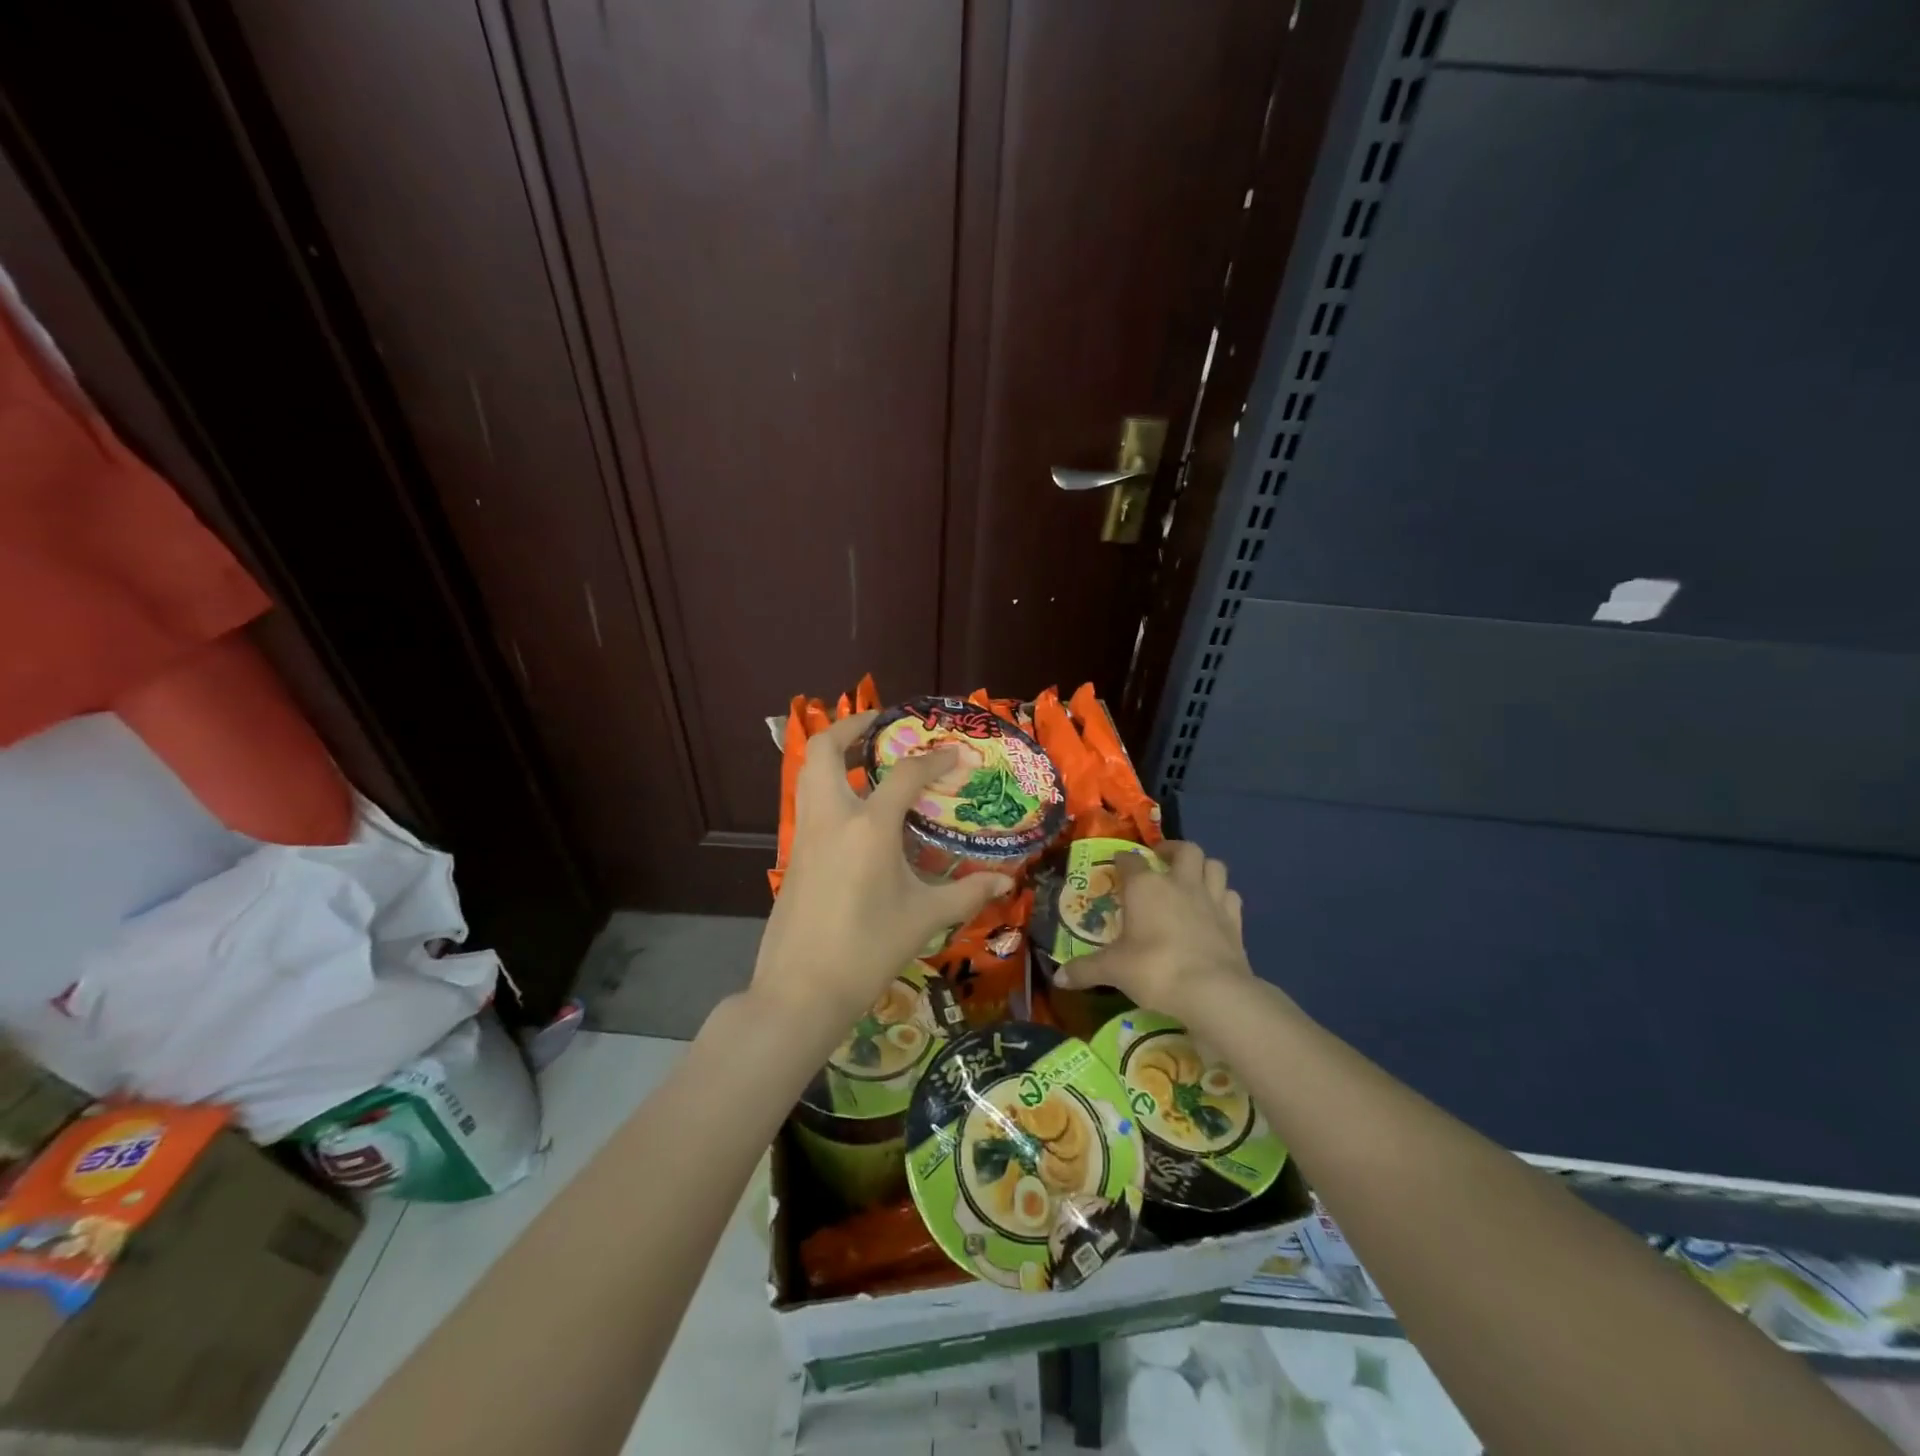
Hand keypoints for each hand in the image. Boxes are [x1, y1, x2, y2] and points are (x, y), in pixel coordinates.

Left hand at [751, 710, 1012, 1045]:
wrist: (801, 990)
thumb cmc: (868, 950)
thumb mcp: (924, 919)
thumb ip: (967, 893)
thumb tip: (1006, 881)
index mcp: (869, 827)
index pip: (905, 774)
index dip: (934, 759)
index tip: (955, 754)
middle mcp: (832, 817)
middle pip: (827, 749)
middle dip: (852, 726)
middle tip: (883, 726)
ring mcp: (806, 834)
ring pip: (810, 772)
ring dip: (836, 754)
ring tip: (870, 759)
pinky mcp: (795, 853)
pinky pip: (809, 801)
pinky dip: (830, 786)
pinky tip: (857, 811)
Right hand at [1051, 841, 1252, 1021]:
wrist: (1212, 991)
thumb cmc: (1155, 969)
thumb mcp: (1113, 970)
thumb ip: (1085, 970)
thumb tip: (1058, 977)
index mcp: (1145, 887)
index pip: (1130, 860)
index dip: (1122, 860)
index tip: (1117, 864)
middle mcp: (1180, 883)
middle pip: (1184, 850)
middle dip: (1172, 849)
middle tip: (1160, 859)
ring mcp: (1212, 899)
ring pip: (1214, 865)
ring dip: (1202, 867)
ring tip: (1191, 877)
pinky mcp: (1234, 920)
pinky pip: (1231, 896)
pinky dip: (1222, 896)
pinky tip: (1215, 908)